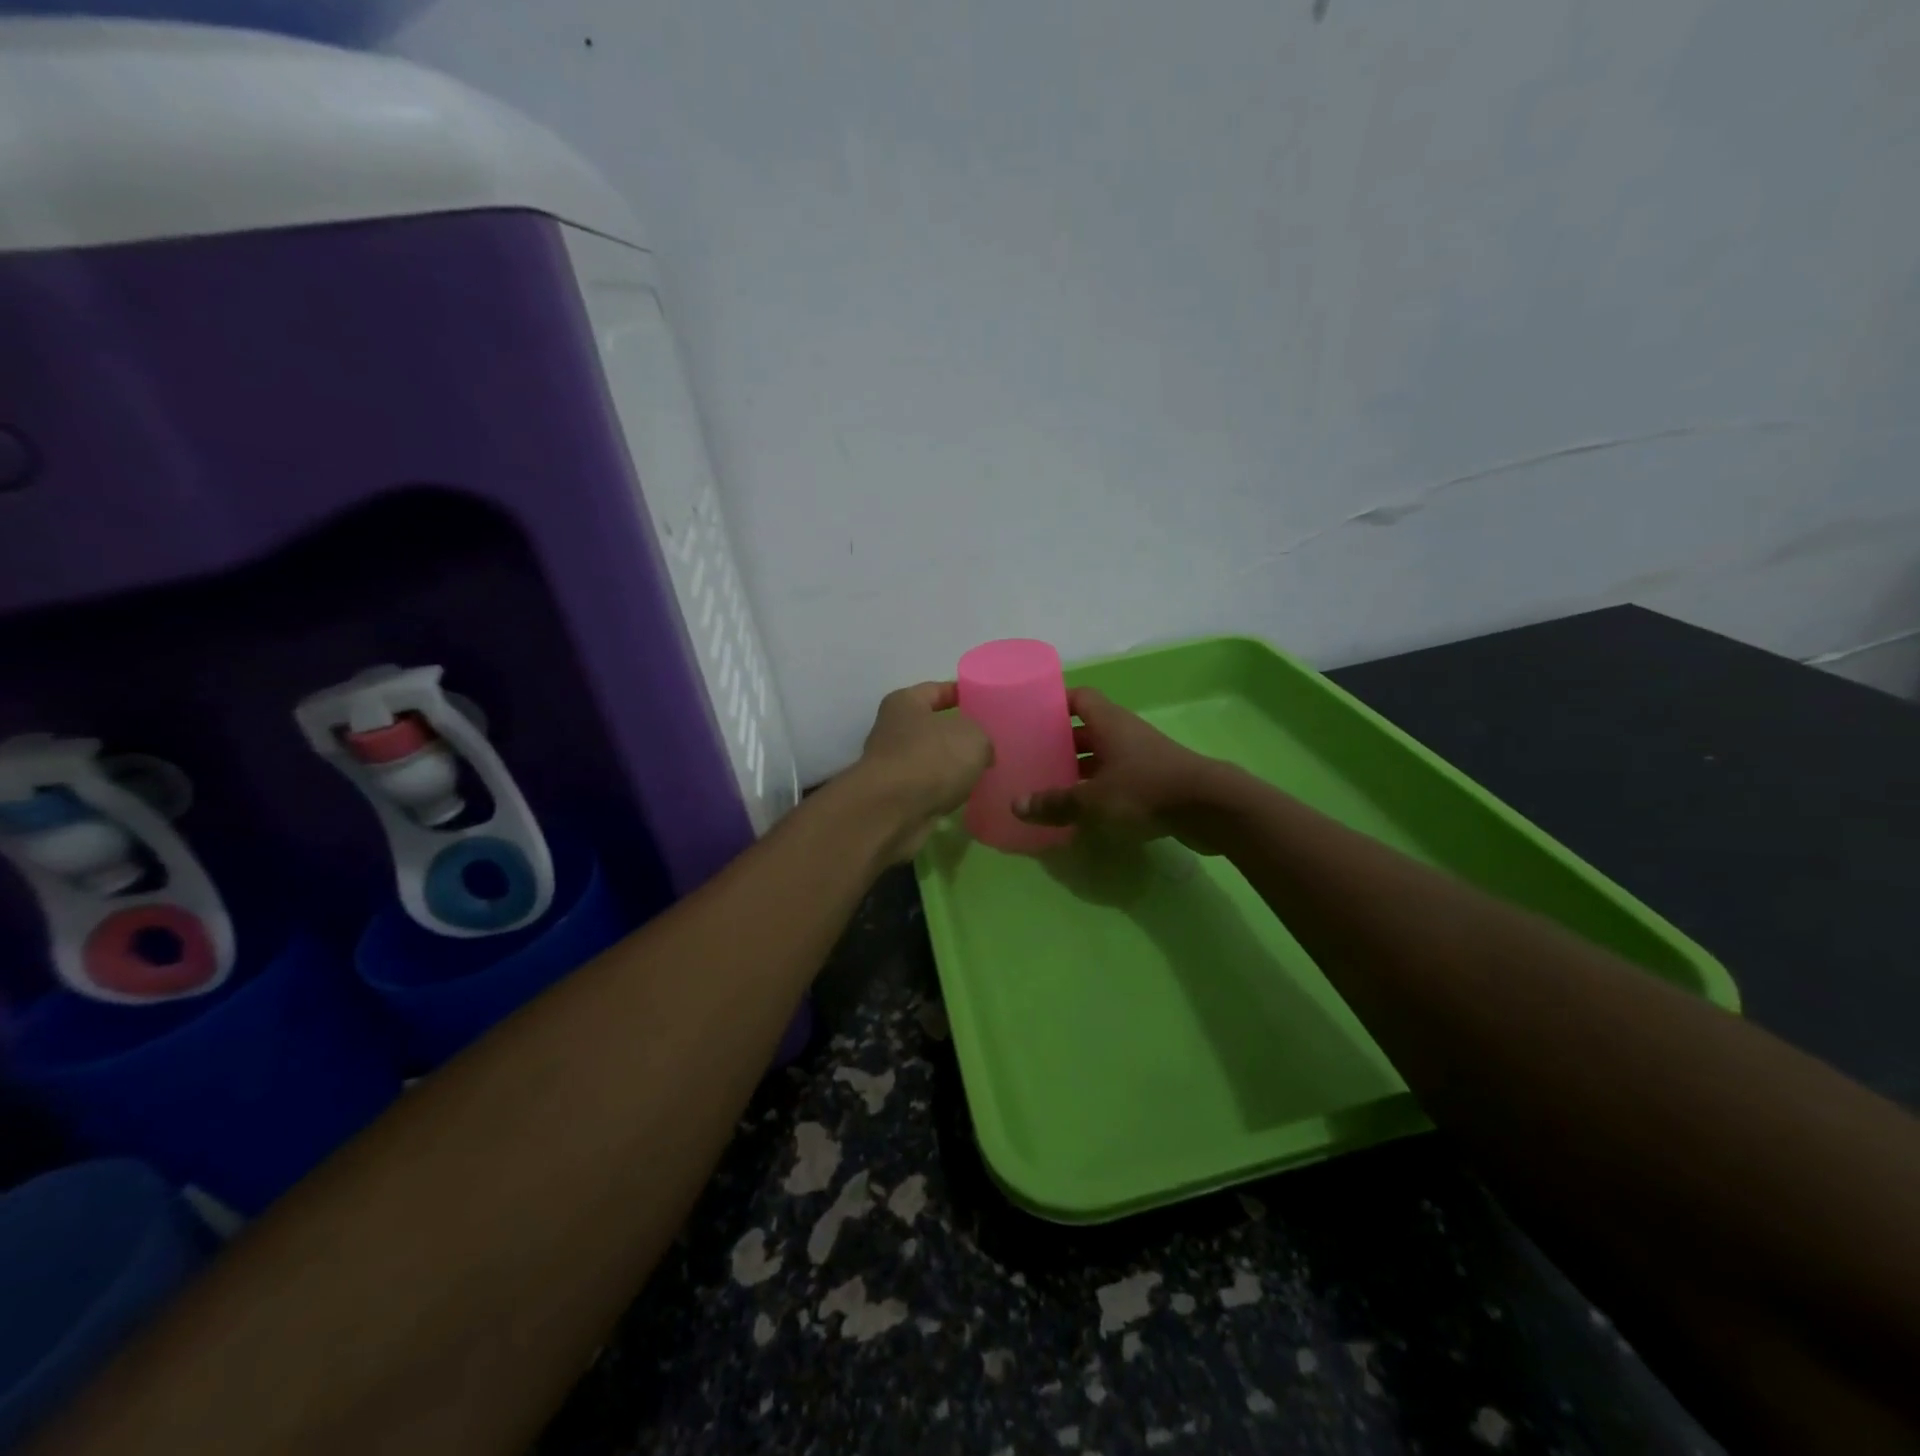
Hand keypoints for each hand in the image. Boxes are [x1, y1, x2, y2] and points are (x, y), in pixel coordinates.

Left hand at [850, 681, 993, 861]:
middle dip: (960, 735)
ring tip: (985, 771)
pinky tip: (968, 795)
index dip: (963, 694)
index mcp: (905, 703)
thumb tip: (982, 752)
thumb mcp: (973, 737)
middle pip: (934, 727)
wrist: (893, 811)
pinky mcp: (897, 797)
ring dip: (953, 766)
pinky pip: (929, 787)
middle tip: (992, 741)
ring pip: (932, 759)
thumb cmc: (932, 759)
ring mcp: (893, 765)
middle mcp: (893, 730)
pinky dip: (945, 790)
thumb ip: (982, 737)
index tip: (987, 703)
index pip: (938, 690)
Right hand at [1013, 687, 1227, 851]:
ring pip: (1102, 757)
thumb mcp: (1093, 800)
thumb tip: (1016, 806)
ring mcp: (1142, 757)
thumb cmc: (1146, 790)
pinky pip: (1118, 779)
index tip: (1031, 716)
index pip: (1079, 697)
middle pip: (1087, 729)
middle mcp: (1125, 733)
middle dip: (1061, 742)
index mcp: (1109, 722)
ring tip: (1051, 787)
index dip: (1055, 703)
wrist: (1210, 808)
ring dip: (1080, 769)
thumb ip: (1055, 803)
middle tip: (1033, 757)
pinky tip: (1083, 811)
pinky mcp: (1156, 781)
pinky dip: (1099, 790)